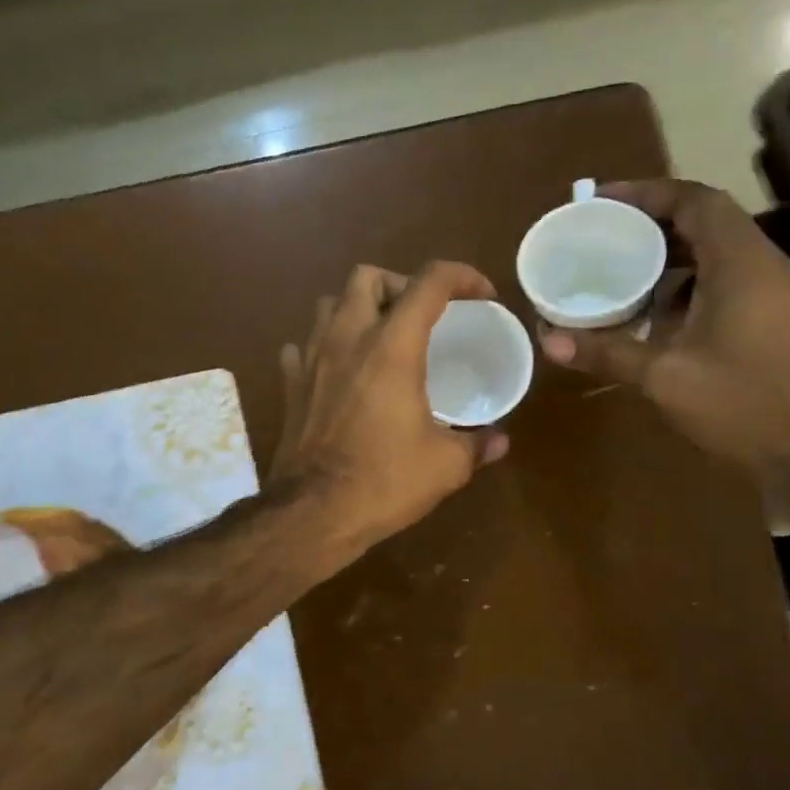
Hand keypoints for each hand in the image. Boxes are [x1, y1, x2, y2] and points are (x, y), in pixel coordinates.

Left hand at [272, 261, 510, 550]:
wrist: (313, 513)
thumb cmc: (384, 482)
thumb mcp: (446, 466)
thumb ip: (476, 444)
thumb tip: (499, 439)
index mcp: (392, 347)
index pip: (429, 282)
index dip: (462, 276)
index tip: (482, 296)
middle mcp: (347, 339)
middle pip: (366, 276)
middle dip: (399, 284)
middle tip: (420, 316)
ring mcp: (311, 359)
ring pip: (328, 304)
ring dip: (357, 309)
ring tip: (379, 338)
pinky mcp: (290, 385)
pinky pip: (301, 346)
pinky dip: (322, 346)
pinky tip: (337, 370)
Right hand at [538, 179, 789, 526]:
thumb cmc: (744, 406)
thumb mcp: (666, 377)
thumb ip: (607, 352)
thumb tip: (548, 340)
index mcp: (741, 264)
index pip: (695, 200)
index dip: (647, 193)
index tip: (600, 202)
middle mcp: (762, 266)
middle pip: (705, 220)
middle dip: (652, 221)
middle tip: (601, 234)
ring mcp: (773, 293)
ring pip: (715, 252)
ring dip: (668, 254)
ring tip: (618, 268)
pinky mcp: (773, 319)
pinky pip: (724, 281)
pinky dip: (684, 284)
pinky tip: (651, 313)